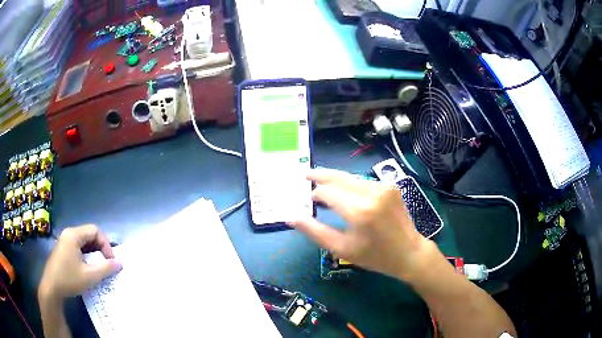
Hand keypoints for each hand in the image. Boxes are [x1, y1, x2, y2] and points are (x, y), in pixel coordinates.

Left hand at [39, 225, 121, 301]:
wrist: (52, 287)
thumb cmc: (69, 279)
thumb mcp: (89, 276)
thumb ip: (105, 268)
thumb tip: (119, 263)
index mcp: (73, 235)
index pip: (95, 231)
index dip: (106, 244)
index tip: (111, 261)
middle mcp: (68, 234)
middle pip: (89, 235)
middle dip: (100, 249)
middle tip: (106, 265)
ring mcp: (64, 241)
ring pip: (84, 242)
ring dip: (94, 253)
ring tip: (99, 268)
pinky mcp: (63, 250)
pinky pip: (78, 247)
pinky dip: (86, 255)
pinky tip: (88, 268)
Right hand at [292, 169, 435, 280]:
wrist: (409, 252)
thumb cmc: (375, 256)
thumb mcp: (342, 249)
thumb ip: (315, 231)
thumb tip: (292, 217)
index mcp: (360, 211)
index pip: (327, 192)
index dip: (314, 194)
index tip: (307, 200)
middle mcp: (372, 193)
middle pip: (338, 177)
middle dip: (320, 175)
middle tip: (304, 174)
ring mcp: (383, 186)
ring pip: (350, 177)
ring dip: (335, 180)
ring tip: (321, 184)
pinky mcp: (390, 186)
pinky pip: (363, 181)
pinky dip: (350, 184)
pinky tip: (343, 191)